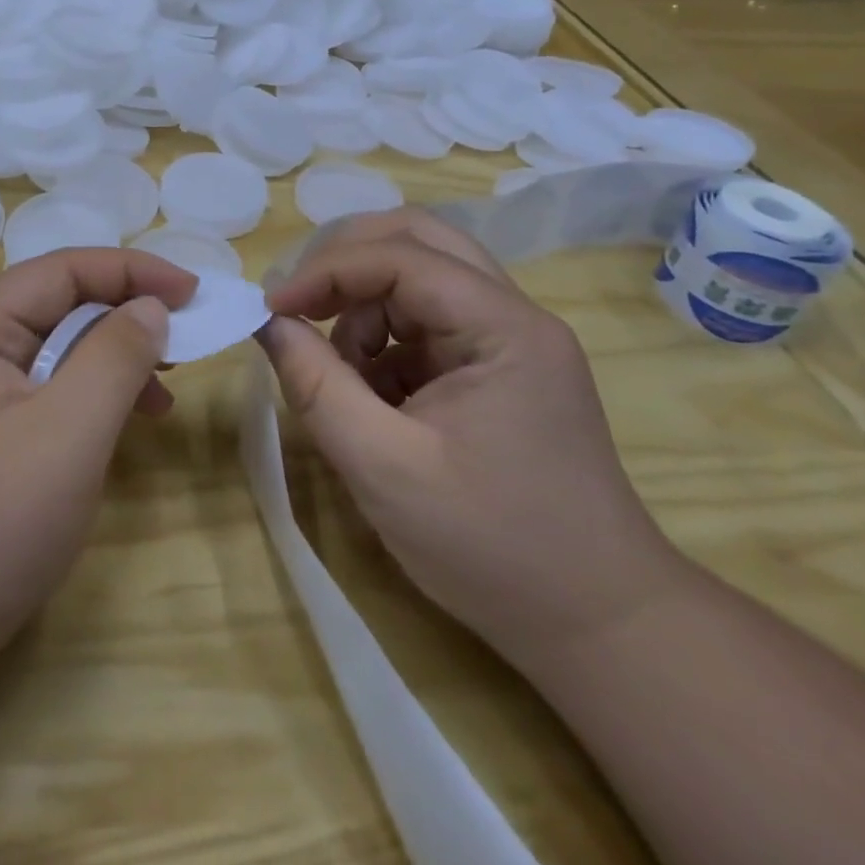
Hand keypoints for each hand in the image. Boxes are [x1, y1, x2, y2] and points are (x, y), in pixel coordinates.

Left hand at [0, 249, 196, 680]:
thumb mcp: (69, 431)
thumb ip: (116, 356)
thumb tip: (150, 307)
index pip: (64, 268)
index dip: (133, 270)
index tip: (195, 293)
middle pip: (57, 305)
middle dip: (125, 315)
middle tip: (184, 342)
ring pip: (54, 350)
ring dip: (111, 359)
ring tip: (161, 394)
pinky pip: (43, 392)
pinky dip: (88, 398)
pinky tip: (117, 427)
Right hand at [259, 209, 685, 666]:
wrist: (597, 624)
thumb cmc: (492, 547)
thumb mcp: (383, 466)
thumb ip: (316, 385)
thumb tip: (268, 323)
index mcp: (503, 327)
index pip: (400, 257)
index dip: (326, 271)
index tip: (270, 309)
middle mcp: (513, 314)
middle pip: (418, 240)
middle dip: (347, 262)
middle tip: (298, 304)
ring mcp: (509, 340)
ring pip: (420, 276)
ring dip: (364, 305)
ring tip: (341, 373)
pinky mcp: (497, 367)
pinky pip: (426, 322)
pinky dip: (384, 341)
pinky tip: (372, 396)